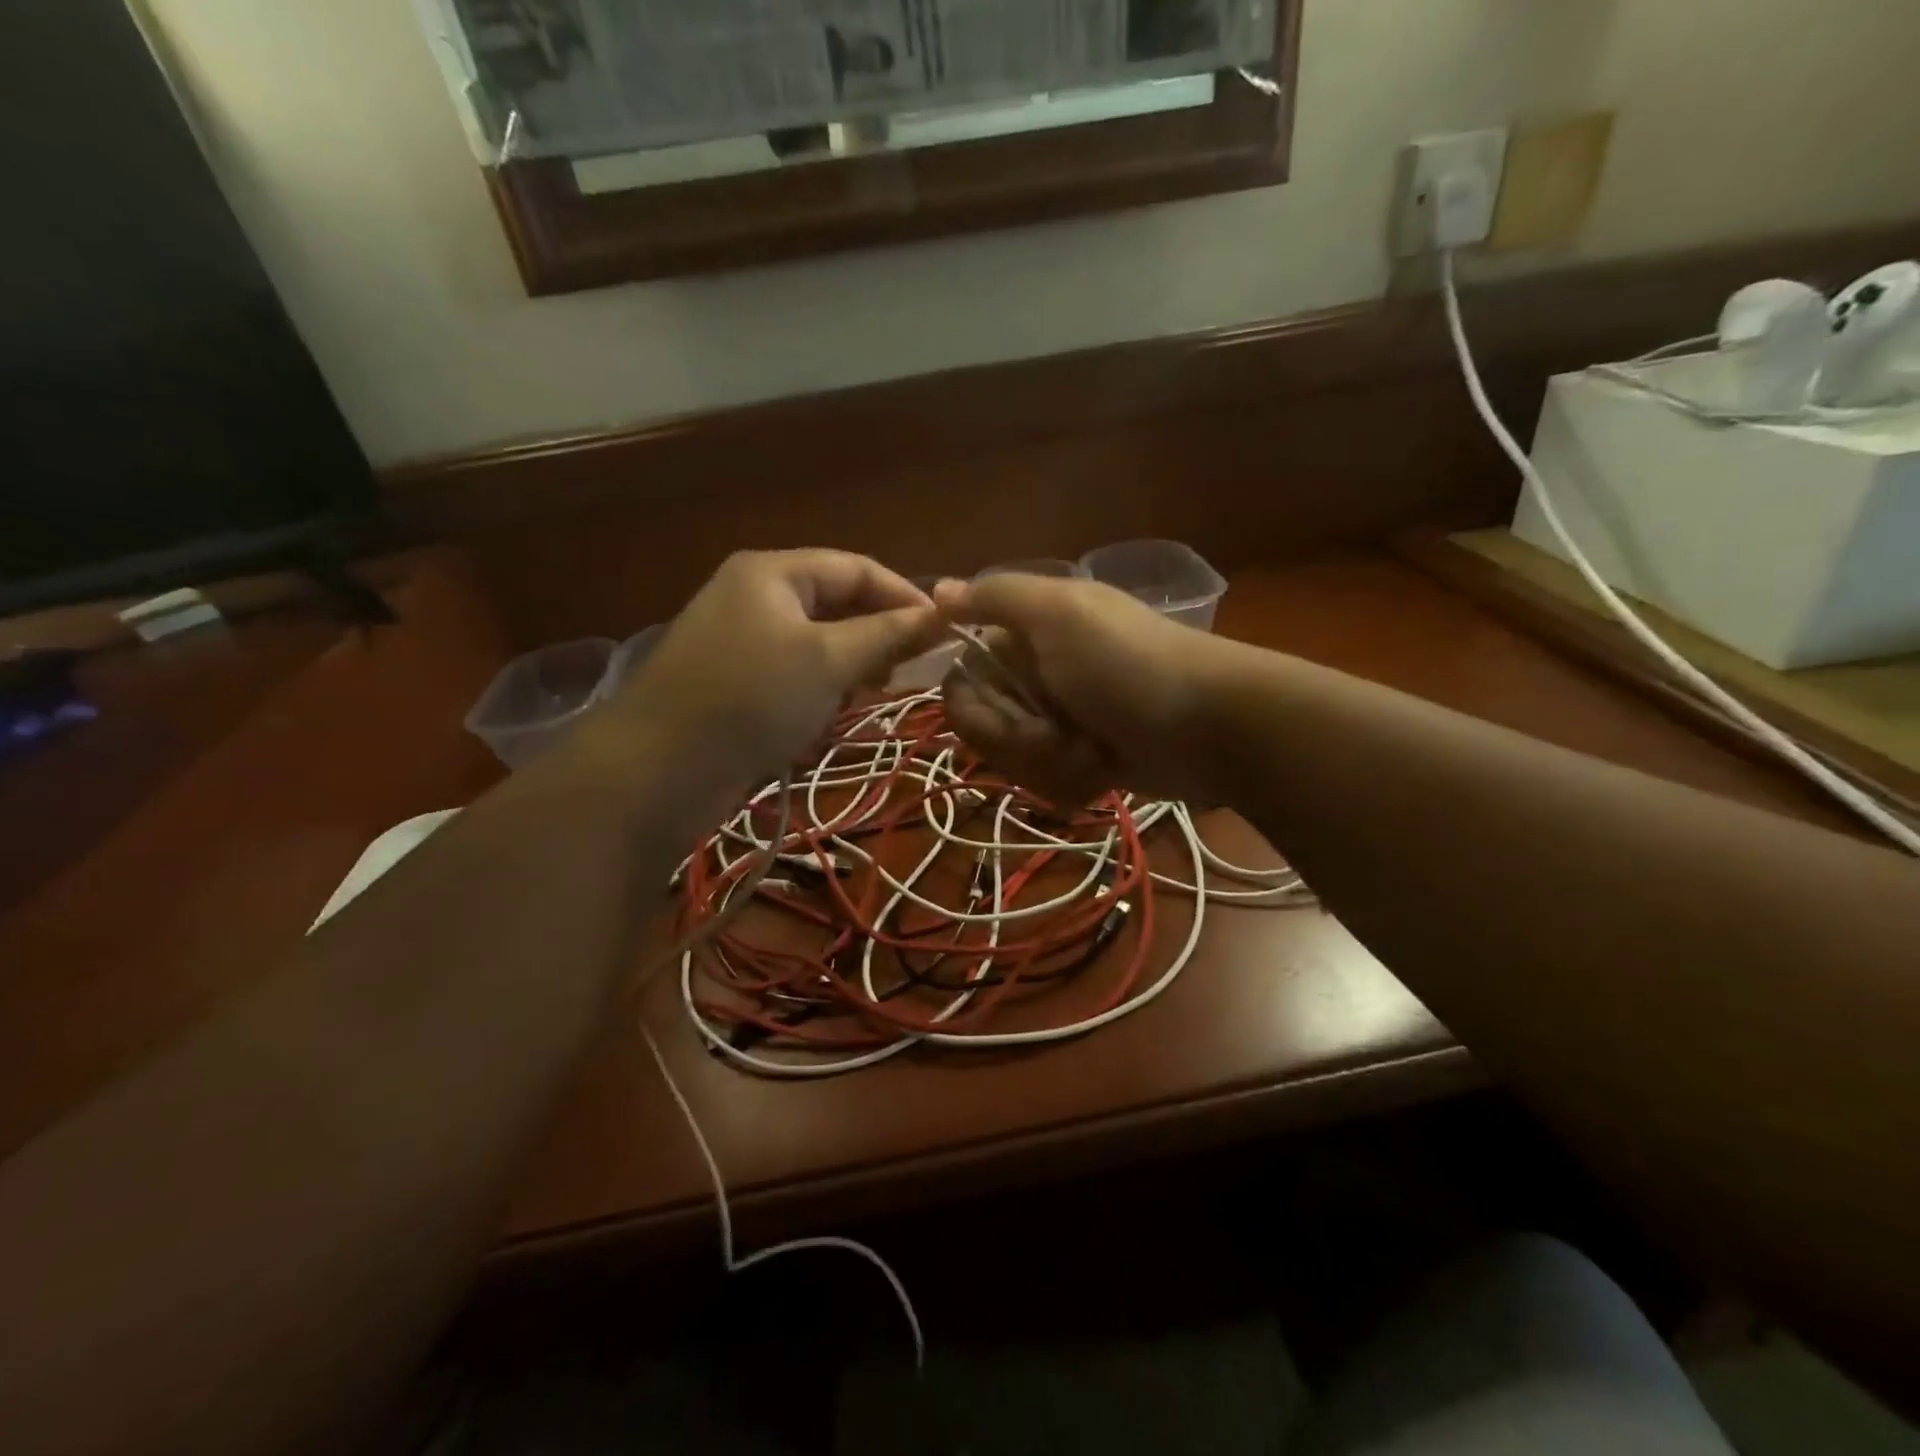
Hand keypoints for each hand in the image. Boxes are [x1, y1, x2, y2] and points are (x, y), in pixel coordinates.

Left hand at [583, 551, 943, 803]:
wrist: (660, 769)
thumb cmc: (752, 698)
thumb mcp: (829, 661)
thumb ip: (888, 636)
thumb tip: (943, 615)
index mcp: (772, 572)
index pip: (856, 568)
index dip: (904, 597)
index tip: (944, 632)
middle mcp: (755, 597)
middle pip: (836, 604)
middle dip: (877, 635)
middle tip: (910, 670)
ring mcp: (741, 641)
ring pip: (817, 644)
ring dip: (851, 667)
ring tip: (874, 694)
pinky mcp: (734, 684)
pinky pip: (794, 675)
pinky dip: (820, 691)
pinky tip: (831, 716)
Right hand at [935, 574, 1235, 804]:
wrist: (1210, 727)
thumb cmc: (1128, 664)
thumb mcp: (1060, 614)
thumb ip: (996, 598)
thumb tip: (937, 591)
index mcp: (1023, 638)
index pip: (961, 683)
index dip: (976, 708)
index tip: (1011, 712)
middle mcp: (1034, 678)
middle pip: (984, 730)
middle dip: (1020, 741)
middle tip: (1064, 733)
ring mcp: (1058, 723)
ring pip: (1014, 762)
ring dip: (1051, 764)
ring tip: (1094, 753)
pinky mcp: (1080, 761)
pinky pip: (1047, 783)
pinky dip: (1075, 780)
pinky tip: (1106, 769)